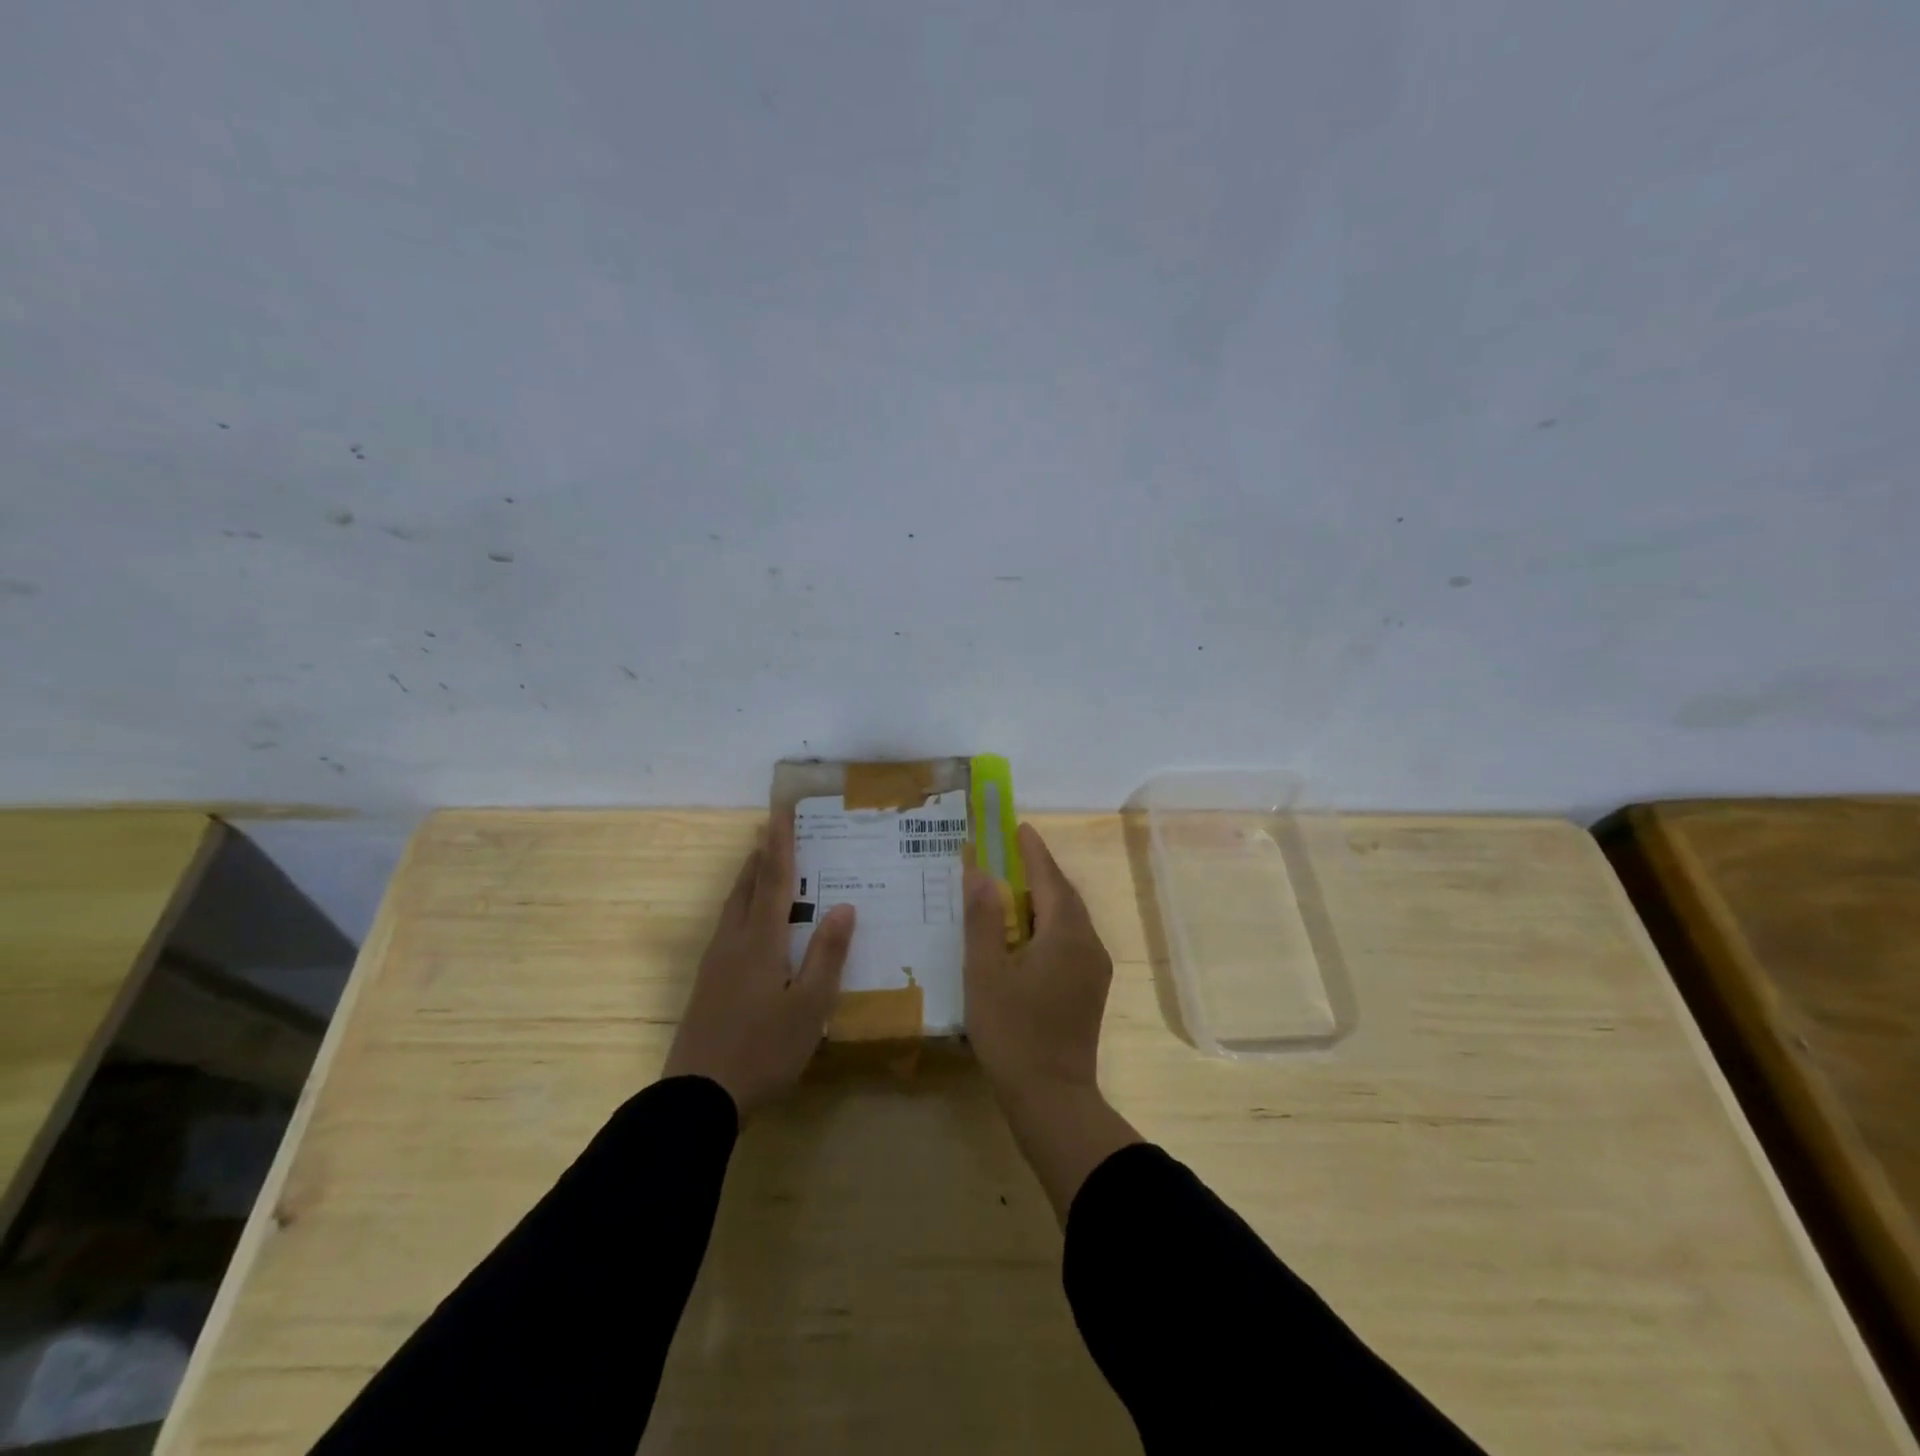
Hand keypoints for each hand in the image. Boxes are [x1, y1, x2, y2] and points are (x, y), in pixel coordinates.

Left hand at [663, 816, 854, 1117]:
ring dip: (748, 880)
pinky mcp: (706, 985)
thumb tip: (844, 906)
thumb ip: (827, 955)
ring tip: (761, 866)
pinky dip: (742, 908)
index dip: (781, 846)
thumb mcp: (809, 1007)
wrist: (697, 1099)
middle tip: (772, 831)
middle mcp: (734, 942)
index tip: (781, 812)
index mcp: (761, 942)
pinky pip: (727, 928)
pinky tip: (749, 926)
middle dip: (761, 857)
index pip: (775, 881)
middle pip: (746, 888)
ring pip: (732, 908)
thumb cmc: (764, 1051)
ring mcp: (715, 964)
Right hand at [964, 822, 1112, 1102]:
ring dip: (1044, 898)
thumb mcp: (986, 971)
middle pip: (1063, 895)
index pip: (1049, 878)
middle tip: (1012, 853)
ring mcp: (1094, 968)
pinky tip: (1027, 934)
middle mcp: (1088, 943)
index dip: (1033, 851)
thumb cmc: (1012, 1031)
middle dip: (1039, 871)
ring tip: (1014, 888)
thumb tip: (979, 872)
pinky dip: (1049, 924)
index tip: (1019, 827)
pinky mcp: (1090, 989)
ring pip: (1069, 919)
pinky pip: (1071, 940)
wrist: (1052, 1097)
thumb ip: (983, 919)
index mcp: (1065, 933)